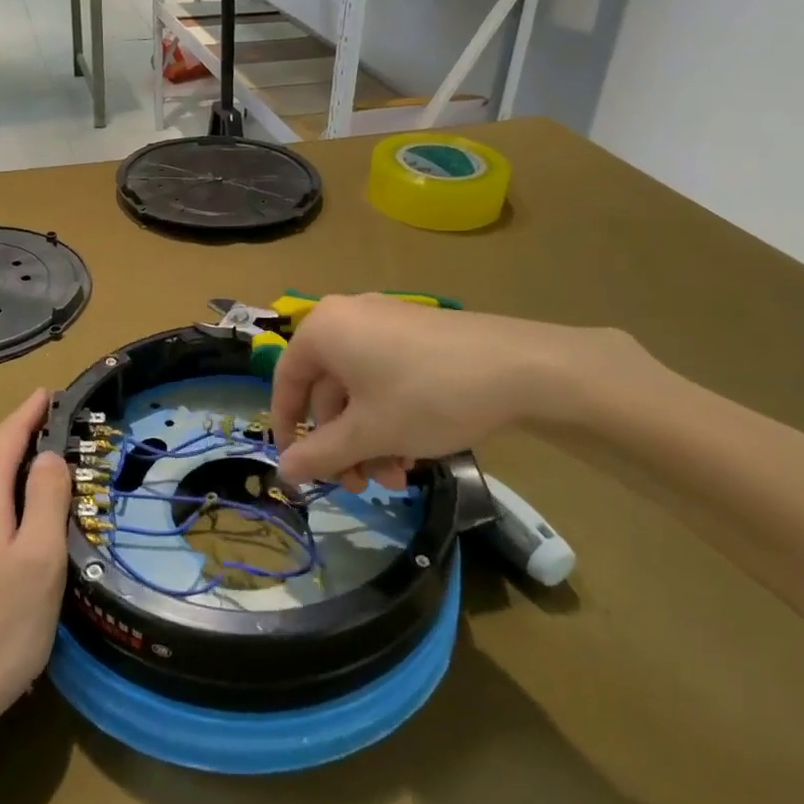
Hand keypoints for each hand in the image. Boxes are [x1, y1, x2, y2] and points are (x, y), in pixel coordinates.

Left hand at [0, 389, 71, 755]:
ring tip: (48, 457)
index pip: (6, 434)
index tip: (55, 392)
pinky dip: (1, 479)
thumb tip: (51, 453)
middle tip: (62, 424)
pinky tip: (20, 502)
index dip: (31, 410)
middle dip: (21, 426)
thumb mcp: (40, 559)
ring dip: (11, 452)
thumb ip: (46, 497)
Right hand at [271, 295, 646, 487]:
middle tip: (361, 485)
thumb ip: (319, 453)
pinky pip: (386, 378)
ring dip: (370, 439)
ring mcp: (386, 322)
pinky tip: (415, 453)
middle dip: (342, 444)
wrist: (520, 368)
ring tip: (398, 478)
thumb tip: (283, 471)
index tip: (297, 467)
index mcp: (324, 330)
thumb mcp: (368, 433)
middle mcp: (348, 318)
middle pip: (327, 390)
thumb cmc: (426, 396)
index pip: (286, 382)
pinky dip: (391, 417)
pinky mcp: (418, 334)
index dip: (286, 429)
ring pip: (360, 390)